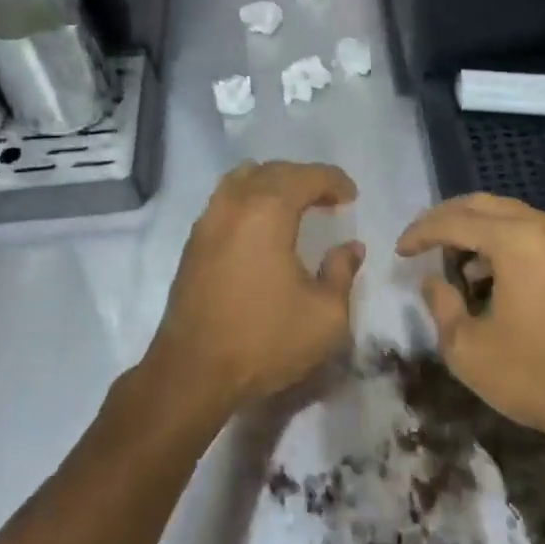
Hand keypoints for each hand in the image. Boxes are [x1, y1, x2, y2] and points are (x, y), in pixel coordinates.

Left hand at [144, 161, 363, 417]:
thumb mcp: (325, 315)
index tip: (352, 197)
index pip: (306, 176)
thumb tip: (350, 247)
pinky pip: (225, 200)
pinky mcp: (193, 243)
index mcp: (268, 212)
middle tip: (328, 199)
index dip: (333, 181)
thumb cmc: (264, 340)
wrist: (192, 372)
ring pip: (242, 179)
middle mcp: (234, 205)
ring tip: (293, 206)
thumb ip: (342, 272)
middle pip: (273, 171)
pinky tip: (262, 228)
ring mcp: (208, 221)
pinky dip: (249, 199)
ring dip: (272, 184)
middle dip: (304, 178)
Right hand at [397, 194, 544, 447]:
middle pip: (481, 205)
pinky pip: (528, 234)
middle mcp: (540, 226)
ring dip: (474, 230)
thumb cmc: (537, 373)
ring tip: (451, 261)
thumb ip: (442, 306)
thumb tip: (434, 281)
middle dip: (445, 219)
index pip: (453, 221)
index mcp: (513, 239)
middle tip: (419, 241)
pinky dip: (500, 243)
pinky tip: (487, 275)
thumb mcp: (469, 349)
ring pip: (506, 216)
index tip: (398, 252)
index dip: (420, 233)